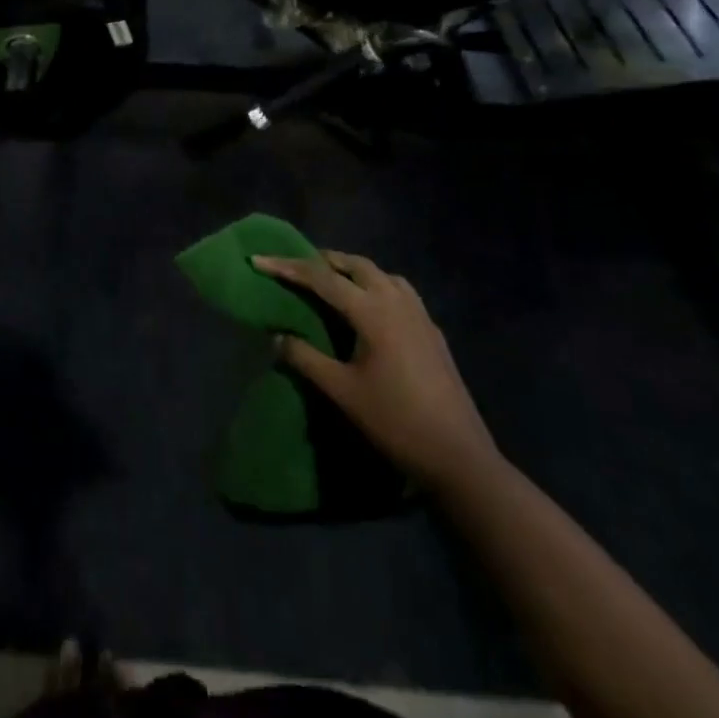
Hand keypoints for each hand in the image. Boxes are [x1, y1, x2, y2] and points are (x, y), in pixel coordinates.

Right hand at [255, 253, 496, 489]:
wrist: (460, 458)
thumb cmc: (396, 422)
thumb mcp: (342, 392)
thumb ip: (306, 359)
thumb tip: (277, 337)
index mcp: (372, 312)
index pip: (321, 278)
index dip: (287, 266)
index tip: (258, 260)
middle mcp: (397, 301)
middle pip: (355, 264)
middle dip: (322, 260)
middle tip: (294, 266)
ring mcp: (420, 315)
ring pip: (380, 273)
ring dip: (351, 269)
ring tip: (330, 280)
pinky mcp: (432, 331)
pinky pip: (398, 290)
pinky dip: (375, 284)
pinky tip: (369, 307)